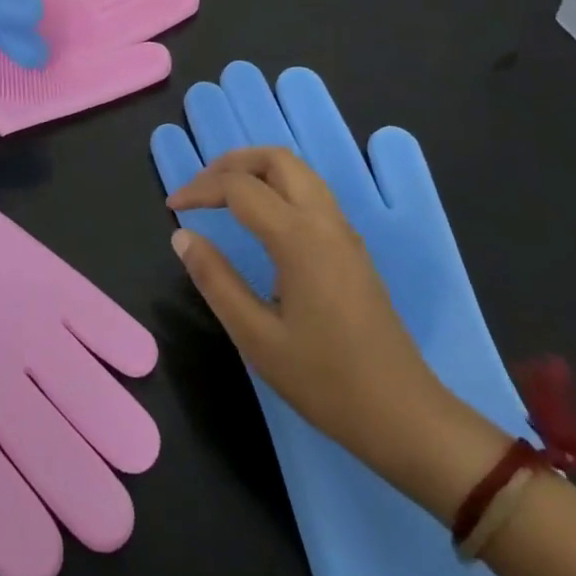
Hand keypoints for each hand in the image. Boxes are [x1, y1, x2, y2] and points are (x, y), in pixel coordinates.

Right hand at [168, 146, 505, 518]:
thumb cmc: (326, 381)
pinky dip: (276, 186)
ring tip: (222, 195)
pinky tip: (259, 217)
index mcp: (299, 238)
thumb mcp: (256, 337)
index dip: (199, 189)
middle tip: (198, 189)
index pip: (240, 187)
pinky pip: (311, 192)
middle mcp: (324, 221)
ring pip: (298, 171)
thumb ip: (215, 280)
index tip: (171, 208)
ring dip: (256, 170)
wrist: (405, 416)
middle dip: (231, 163)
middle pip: (276, 159)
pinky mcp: (352, 248)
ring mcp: (344, 233)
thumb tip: (182, 236)